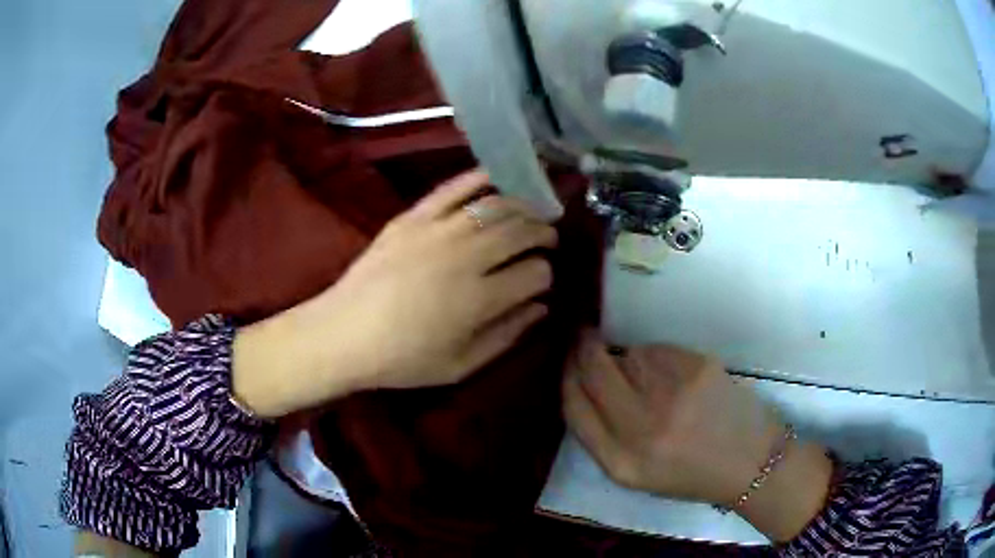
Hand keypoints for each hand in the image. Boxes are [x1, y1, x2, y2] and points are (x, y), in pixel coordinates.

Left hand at [234, 170, 557, 415]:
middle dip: (543, 233)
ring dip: (522, 206)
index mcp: (479, 299)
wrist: (344, 334)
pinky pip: (452, 188)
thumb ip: (506, 337)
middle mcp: (465, 257)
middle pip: (521, 231)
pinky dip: (478, 178)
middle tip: (547, 239)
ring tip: (531, 212)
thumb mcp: (460, 366)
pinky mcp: (412, 217)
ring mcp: (437, 231)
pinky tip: (496, 177)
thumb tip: (541, 309)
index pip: (535, 274)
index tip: (541, 281)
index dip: (545, 276)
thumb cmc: (402, 359)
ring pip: (495, 205)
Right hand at [563, 331, 832, 541]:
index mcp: (620, 462)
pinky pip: (659, 349)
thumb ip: (601, 436)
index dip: (566, 377)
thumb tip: (579, 381)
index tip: (566, 361)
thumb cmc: (689, 473)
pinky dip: (660, 357)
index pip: (574, 407)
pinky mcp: (698, 368)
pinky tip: (680, 377)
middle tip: (584, 338)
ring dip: (631, 360)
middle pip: (593, 370)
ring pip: (629, 355)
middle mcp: (642, 428)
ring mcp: (672, 394)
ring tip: (656, 382)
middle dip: (583, 349)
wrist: (749, 461)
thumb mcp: (635, 474)